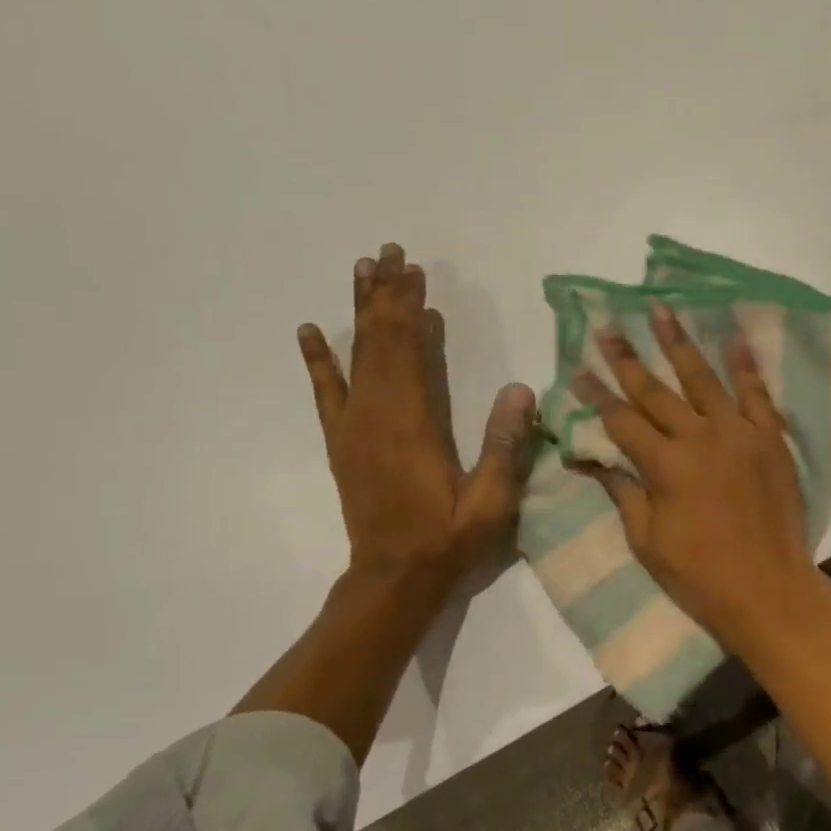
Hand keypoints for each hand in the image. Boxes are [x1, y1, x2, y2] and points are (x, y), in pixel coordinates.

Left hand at [297, 243, 536, 588]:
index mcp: (414, 422)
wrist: (395, 578)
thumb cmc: (449, 538)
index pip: (409, 350)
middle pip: (380, 341)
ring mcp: (355, 426)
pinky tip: (310, 332)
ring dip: (359, 312)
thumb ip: (504, 444)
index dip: (410, 307)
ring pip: (354, 356)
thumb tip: (520, 389)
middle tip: (390, 253)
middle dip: (386, 294)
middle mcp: (378, 414)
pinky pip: (327, 392)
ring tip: (362, 271)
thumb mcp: (492, 498)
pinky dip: (318, 360)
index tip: (414, 270)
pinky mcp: (343, 442)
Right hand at [574, 305, 828, 650]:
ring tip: (660, 310)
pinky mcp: (770, 438)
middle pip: (655, 391)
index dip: (596, 395)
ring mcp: (738, 433)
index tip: (577, 369)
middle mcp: (698, 437)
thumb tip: (591, 457)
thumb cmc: (700, 574)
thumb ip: (623, 491)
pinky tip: (733, 336)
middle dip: (626, 359)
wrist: (769, 588)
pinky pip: (757, 394)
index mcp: (664, 464)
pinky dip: (745, 365)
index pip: (621, 420)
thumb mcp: (647, 540)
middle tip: (607, 327)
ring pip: (702, 379)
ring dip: (679, 343)